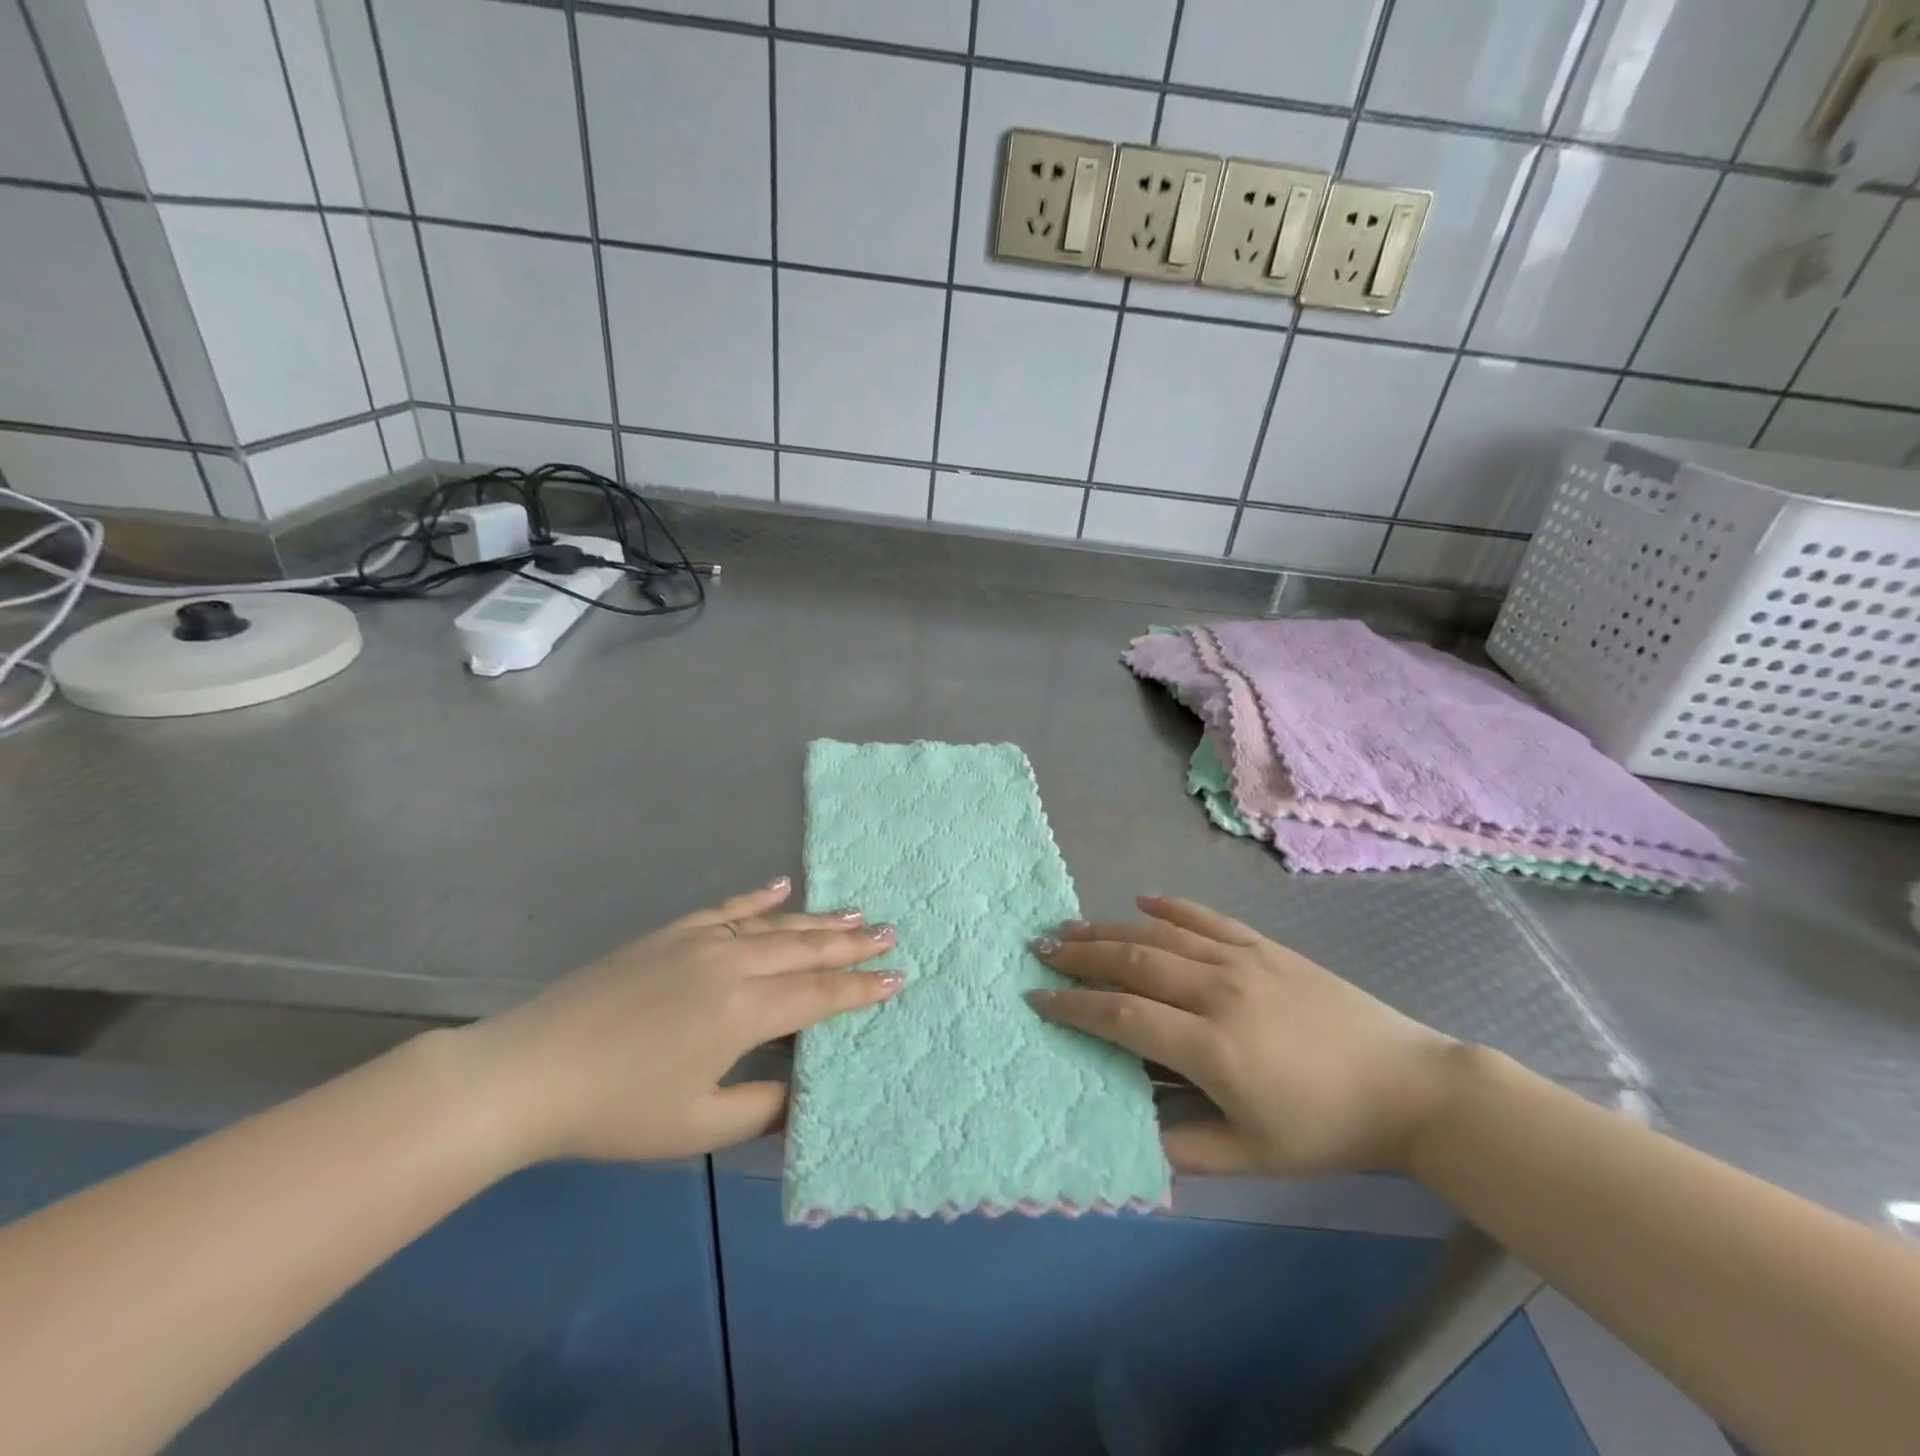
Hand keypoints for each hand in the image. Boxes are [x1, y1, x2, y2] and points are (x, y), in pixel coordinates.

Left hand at [451, 879, 898, 1166]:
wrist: (529, 1070)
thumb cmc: (615, 1108)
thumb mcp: (695, 1126)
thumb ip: (759, 1109)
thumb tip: (799, 1092)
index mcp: (744, 1010)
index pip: (820, 995)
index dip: (861, 988)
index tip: (898, 978)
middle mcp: (733, 963)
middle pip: (806, 949)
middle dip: (852, 943)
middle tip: (891, 932)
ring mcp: (701, 940)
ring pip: (775, 924)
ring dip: (818, 918)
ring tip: (855, 911)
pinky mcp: (671, 932)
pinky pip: (728, 907)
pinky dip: (759, 896)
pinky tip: (782, 885)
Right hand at [1032, 896, 1461, 1176]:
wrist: (1408, 1086)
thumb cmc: (1326, 1128)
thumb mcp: (1254, 1158)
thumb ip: (1184, 1147)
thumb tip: (1127, 1132)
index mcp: (1212, 1047)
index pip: (1123, 1016)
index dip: (1075, 1007)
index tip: (1037, 999)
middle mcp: (1218, 991)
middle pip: (1133, 962)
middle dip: (1080, 955)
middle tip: (1040, 949)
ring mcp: (1242, 961)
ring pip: (1161, 934)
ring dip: (1111, 927)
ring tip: (1071, 924)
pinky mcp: (1265, 946)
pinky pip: (1207, 917)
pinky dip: (1170, 905)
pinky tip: (1142, 899)